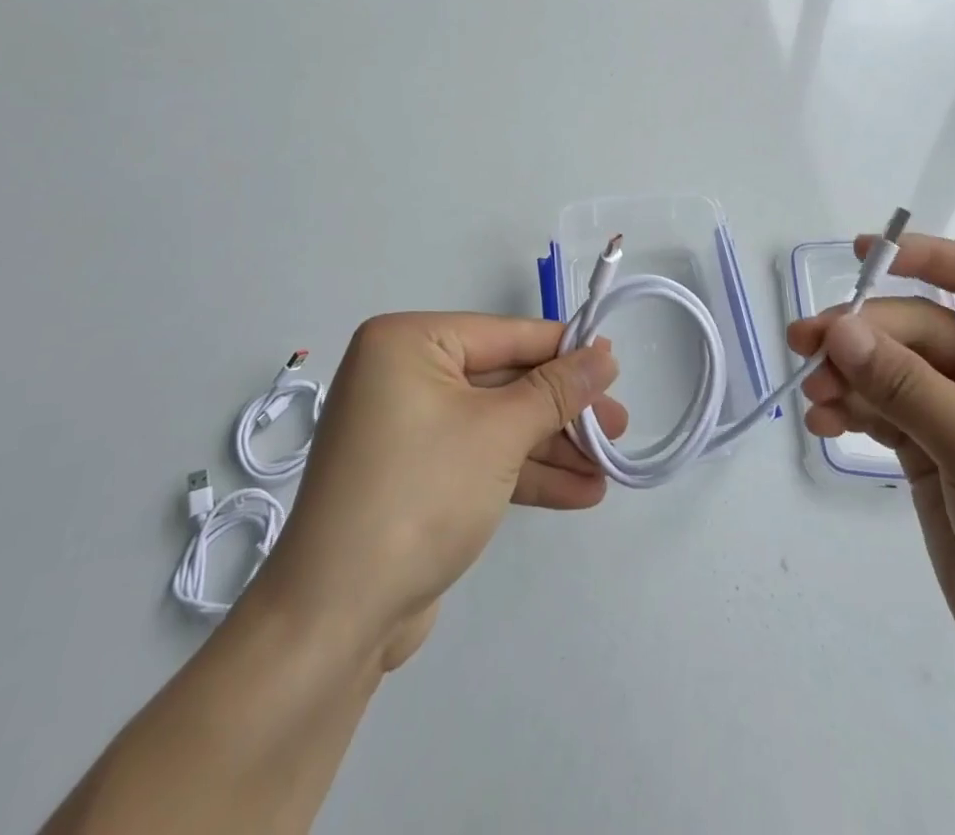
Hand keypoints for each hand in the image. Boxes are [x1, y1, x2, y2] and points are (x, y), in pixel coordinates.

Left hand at [251, 313, 624, 670]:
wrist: (336, 620)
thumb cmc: (420, 494)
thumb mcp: (500, 433)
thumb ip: (557, 390)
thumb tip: (605, 356)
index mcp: (407, 343)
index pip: (504, 334)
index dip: (563, 350)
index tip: (614, 365)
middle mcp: (402, 375)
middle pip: (503, 381)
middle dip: (562, 411)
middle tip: (618, 427)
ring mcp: (407, 429)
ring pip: (496, 424)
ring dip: (552, 448)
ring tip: (609, 466)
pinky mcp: (415, 477)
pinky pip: (480, 459)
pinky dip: (525, 474)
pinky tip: (580, 492)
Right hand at [790, 235, 954, 706]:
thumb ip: (905, 383)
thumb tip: (838, 329)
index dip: (925, 257)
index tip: (862, 254)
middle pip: (920, 330)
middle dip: (863, 336)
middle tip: (806, 345)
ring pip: (894, 370)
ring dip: (849, 376)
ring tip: (812, 395)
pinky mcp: (935, 453)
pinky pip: (884, 412)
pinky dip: (852, 411)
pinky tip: (823, 423)